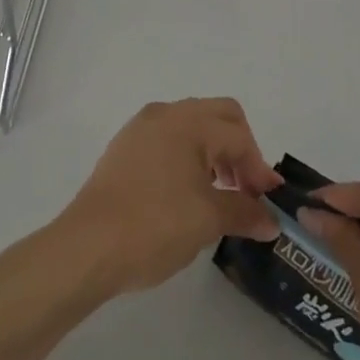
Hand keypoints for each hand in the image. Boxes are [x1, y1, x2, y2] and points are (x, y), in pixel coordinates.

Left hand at [60, 99, 281, 294]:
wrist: (87, 246)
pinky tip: (186, 193)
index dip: (259, 169)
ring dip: (214, 151)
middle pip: (219, 116)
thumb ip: (244, 212)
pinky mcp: (125, 147)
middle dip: (240, 148)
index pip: (239, 136)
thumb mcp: (207, 221)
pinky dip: (188, 156)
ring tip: (219, 193)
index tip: (267, 203)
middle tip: (245, 188)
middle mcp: (166, 113)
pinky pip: (169, 139)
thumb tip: (272, 220)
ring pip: (193, 125)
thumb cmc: (154, 225)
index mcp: (189, 121)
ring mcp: (141, 127)